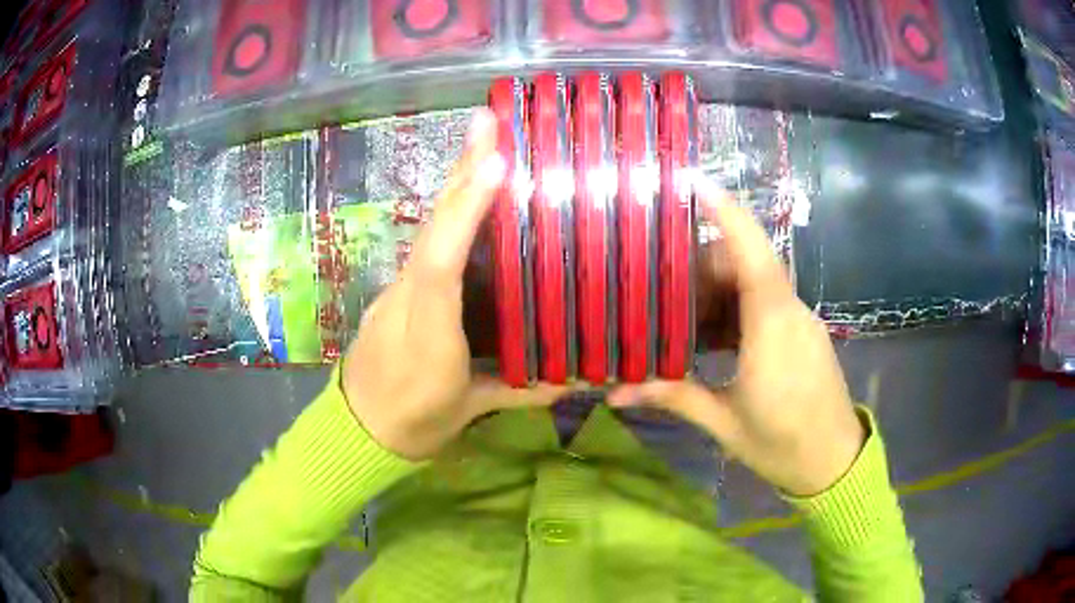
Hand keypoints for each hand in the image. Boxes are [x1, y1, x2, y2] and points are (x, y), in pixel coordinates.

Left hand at [342, 110, 565, 460]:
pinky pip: (425, 244)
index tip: (493, 167)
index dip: (465, 215)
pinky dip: (448, 212)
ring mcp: (396, 290)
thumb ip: (516, 389)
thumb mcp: (466, 412)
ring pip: (427, 229)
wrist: (357, 430)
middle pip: (432, 229)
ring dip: (455, 183)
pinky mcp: (395, 290)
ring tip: (483, 141)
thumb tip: (574, 379)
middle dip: (460, 173)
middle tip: (486, 121)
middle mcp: (406, 300)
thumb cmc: (413, 424)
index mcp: (428, 334)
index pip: (442, 265)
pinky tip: (466, 189)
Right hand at [609, 178, 864, 496]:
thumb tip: (615, 391)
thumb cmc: (781, 443)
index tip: (695, 183)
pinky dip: (735, 307)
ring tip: (676, 309)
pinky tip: (709, 333)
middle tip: (657, 276)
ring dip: (716, 288)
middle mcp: (790, 311)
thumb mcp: (723, 421)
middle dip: (701, 263)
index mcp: (772, 327)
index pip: (752, 253)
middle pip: (744, 263)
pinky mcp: (801, 332)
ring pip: (754, 282)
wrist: (833, 462)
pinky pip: (765, 302)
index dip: (727, 213)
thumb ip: (674, 396)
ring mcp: (799, 320)